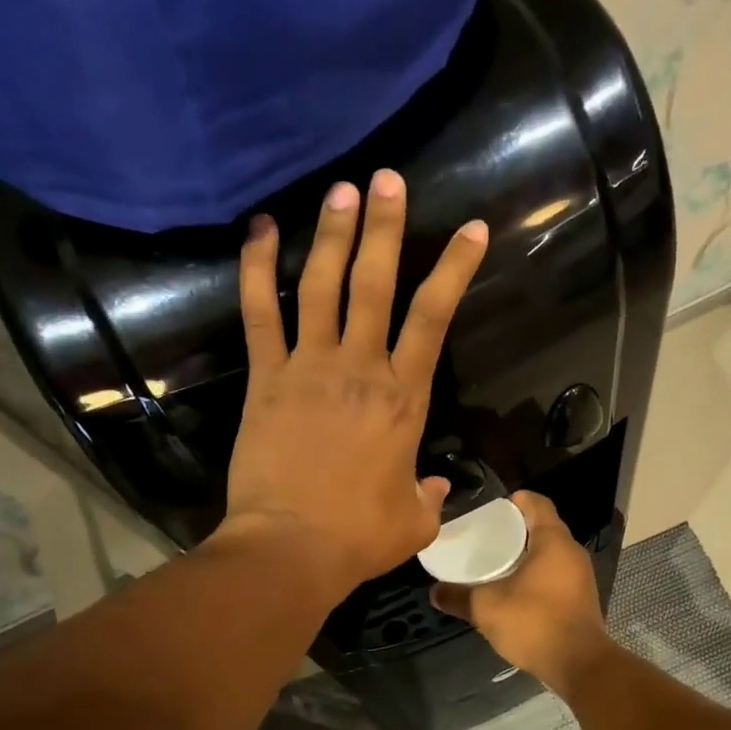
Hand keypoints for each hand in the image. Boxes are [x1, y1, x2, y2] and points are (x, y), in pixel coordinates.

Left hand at [219, 170, 487, 601]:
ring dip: (334, 235)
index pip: (434, 319)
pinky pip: (260, 313)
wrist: (290, 549)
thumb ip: (430, 496)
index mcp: (404, 400)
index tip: (472, 230)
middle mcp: (360, 369)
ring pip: (323, 286)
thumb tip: (434, 484)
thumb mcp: (415, 522)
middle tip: (388, 180)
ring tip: (342, 190)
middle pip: (377, 285)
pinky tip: (262, 230)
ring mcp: (308, 368)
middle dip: (386, 228)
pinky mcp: (266, 379)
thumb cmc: (359, 537)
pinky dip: (258, 268)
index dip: (455, 270)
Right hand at [430, 491, 614, 695]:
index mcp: (553, 541)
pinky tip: (515, 590)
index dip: (516, 501)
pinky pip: (556, 574)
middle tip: (486, 537)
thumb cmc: (534, 622)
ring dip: (526, 554)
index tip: (494, 508)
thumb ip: (458, 596)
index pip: (537, 504)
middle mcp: (571, 552)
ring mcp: (580, 576)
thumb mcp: (486, 607)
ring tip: (496, 563)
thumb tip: (434, 592)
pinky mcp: (581, 598)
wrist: (579, 664)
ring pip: (550, 553)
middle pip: (544, 527)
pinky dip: (537, 574)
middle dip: (517, 529)